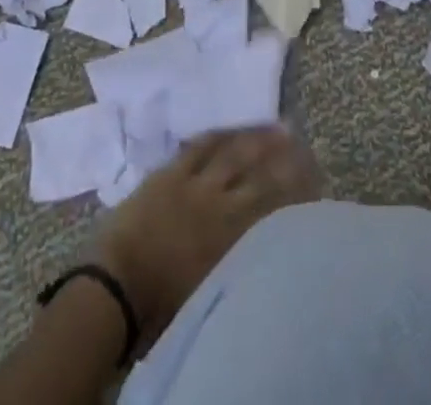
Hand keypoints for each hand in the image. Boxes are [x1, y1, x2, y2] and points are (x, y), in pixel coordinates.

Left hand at [94, 126, 320, 347]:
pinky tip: (228, 129)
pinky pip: (198, 146)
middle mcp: (222, 202)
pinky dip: (216, 136)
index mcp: (234, 236)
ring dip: (255, 138)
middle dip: (282, 155)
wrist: (117, 286)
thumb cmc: (164, 305)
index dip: (296, 187)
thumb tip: (265, 246)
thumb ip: (242, 260)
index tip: (313, 174)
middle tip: (300, 139)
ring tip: (274, 126)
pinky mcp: (170, 172)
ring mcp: (195, 182)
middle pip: (259, 172)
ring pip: (233, 152)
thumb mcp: (215, 287)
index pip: (275, 203)